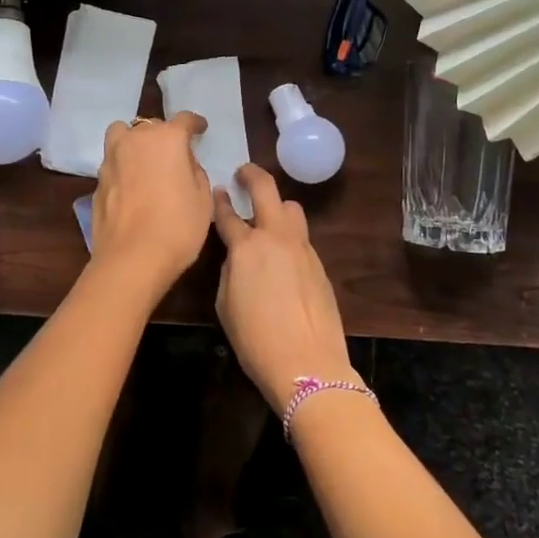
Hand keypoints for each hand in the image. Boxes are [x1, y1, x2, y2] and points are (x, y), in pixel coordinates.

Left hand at [90, 113, 213, 287]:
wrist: (131, 259)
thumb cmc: (177, 226)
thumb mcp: (203, 199)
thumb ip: (195, 172)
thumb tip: (184, 164)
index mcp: (166, 139)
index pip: (183, 120)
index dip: (194, 124)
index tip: (200, 129)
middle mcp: (135, 140)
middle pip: (151, 126)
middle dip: (164, 135)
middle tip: (174, 155)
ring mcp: (111, 159)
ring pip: (122, 136)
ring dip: (135, 142)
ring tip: (145, 161)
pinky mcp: (97, 181)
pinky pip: (113, 162)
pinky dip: (123, 167)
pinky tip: (132, 187)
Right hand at [211, 164, 355, 414]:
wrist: (307, 364)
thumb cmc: (255, 340)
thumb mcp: (225, 305)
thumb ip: (229, 272)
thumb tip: (237, 259)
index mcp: (246, 247)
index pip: (227, 214)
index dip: (220, 201)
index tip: (218, 190)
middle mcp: (276, 238)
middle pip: (267, 190)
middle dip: (253, 175)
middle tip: (243, 173)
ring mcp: (303, 249)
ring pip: (292, 209)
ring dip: (277, 206)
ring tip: (267, 217)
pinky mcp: (320, 265)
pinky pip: (302, 238)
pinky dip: (290, 236)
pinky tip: (283, 257)